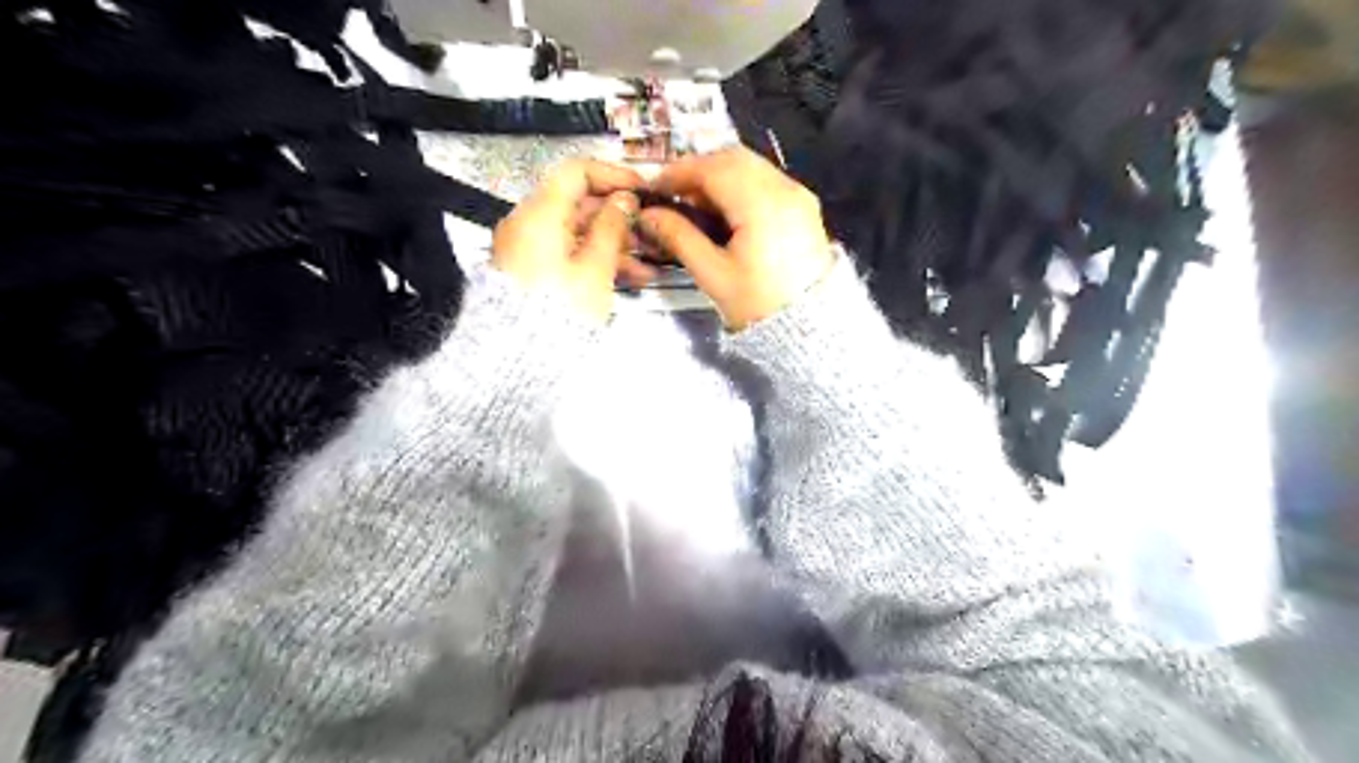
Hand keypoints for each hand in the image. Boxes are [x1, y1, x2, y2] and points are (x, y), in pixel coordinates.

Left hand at [494, 157, 658, 317]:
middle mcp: (530, 224)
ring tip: (649, 262)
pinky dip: (597, 259)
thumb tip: (625, 200)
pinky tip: (631, 276)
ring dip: (615, 242)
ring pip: (578, 232)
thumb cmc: (561, 308)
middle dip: (619, 216)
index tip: (643, 191)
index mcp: (540, 214)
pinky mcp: (535, 271)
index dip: (614, 176)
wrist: (522, 355)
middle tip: (652, 231)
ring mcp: (530, 249)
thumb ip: (613, 227)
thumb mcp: (595, 267)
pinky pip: (569, 254)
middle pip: (579, 204)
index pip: (577, 171)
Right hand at [642, 145, 840, 328]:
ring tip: (697, 206)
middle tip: (674, 195)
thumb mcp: (713, 274)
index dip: (679, 172)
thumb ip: (678, 237)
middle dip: (700, 170)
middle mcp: (784, 189)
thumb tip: (648, 215)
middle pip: (734, 159)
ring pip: (752, 167)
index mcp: (761, 205)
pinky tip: (725, 212)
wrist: (809, 329)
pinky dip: (741, 186)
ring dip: (720, 176)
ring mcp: (799, 196)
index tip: (655, 187)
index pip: (713, 169)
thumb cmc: (757, 305)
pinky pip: (767, 181)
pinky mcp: (804, 208)